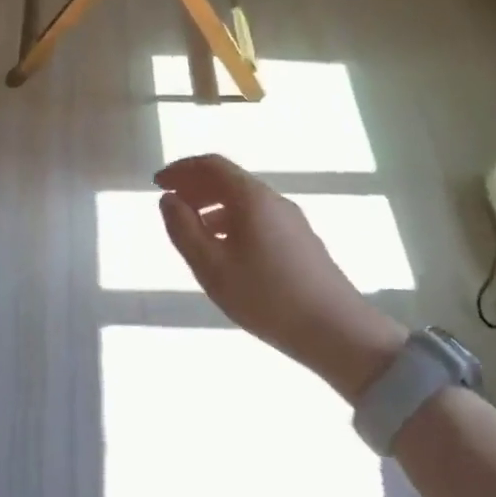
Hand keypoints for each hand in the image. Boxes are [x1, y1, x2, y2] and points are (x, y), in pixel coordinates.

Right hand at [156, 154, 406, 401]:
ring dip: (212, 206)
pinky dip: (231, 222)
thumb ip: (183, 229)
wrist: (337, 332)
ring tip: (191, 230)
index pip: (211, 165)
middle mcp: (273, 200)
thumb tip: (169, 199)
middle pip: (229, 179)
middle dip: (195, 186)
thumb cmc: (266, 297)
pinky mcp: (301, 242)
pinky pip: (257, 218)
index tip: (158, 183)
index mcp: (251, 198)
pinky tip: (224, 251)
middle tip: (170, 203)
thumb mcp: (211, 266)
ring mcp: (291, 221)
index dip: (181, 169)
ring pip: (244, 201)